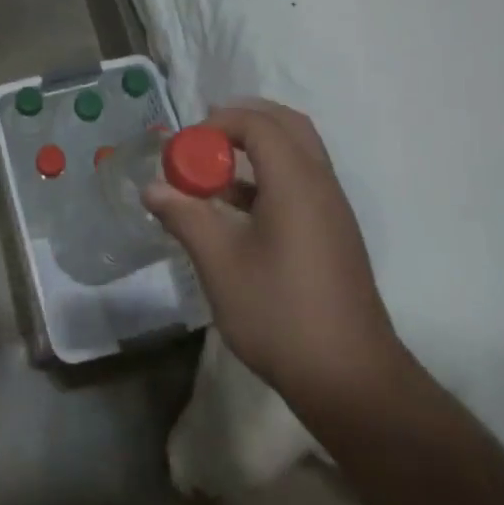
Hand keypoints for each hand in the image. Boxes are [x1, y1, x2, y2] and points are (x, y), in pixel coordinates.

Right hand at [142, 100, 410, 405]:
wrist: (352, 381)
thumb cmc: (280, 314)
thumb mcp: (220, 264)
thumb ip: (185, 216)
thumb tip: (152, 187)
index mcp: (295, 180)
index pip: (257, 123)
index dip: (217, 124)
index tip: (185, 149)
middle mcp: (320, 183)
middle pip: (285, 125)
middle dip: (241, 123)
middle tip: (204, 141)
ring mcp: (332, 209)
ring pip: (296, 153)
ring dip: (256, 149)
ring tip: (214, 172)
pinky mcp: (334, 234)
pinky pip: (301, 181)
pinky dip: (269, 176)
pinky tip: (236, 209)